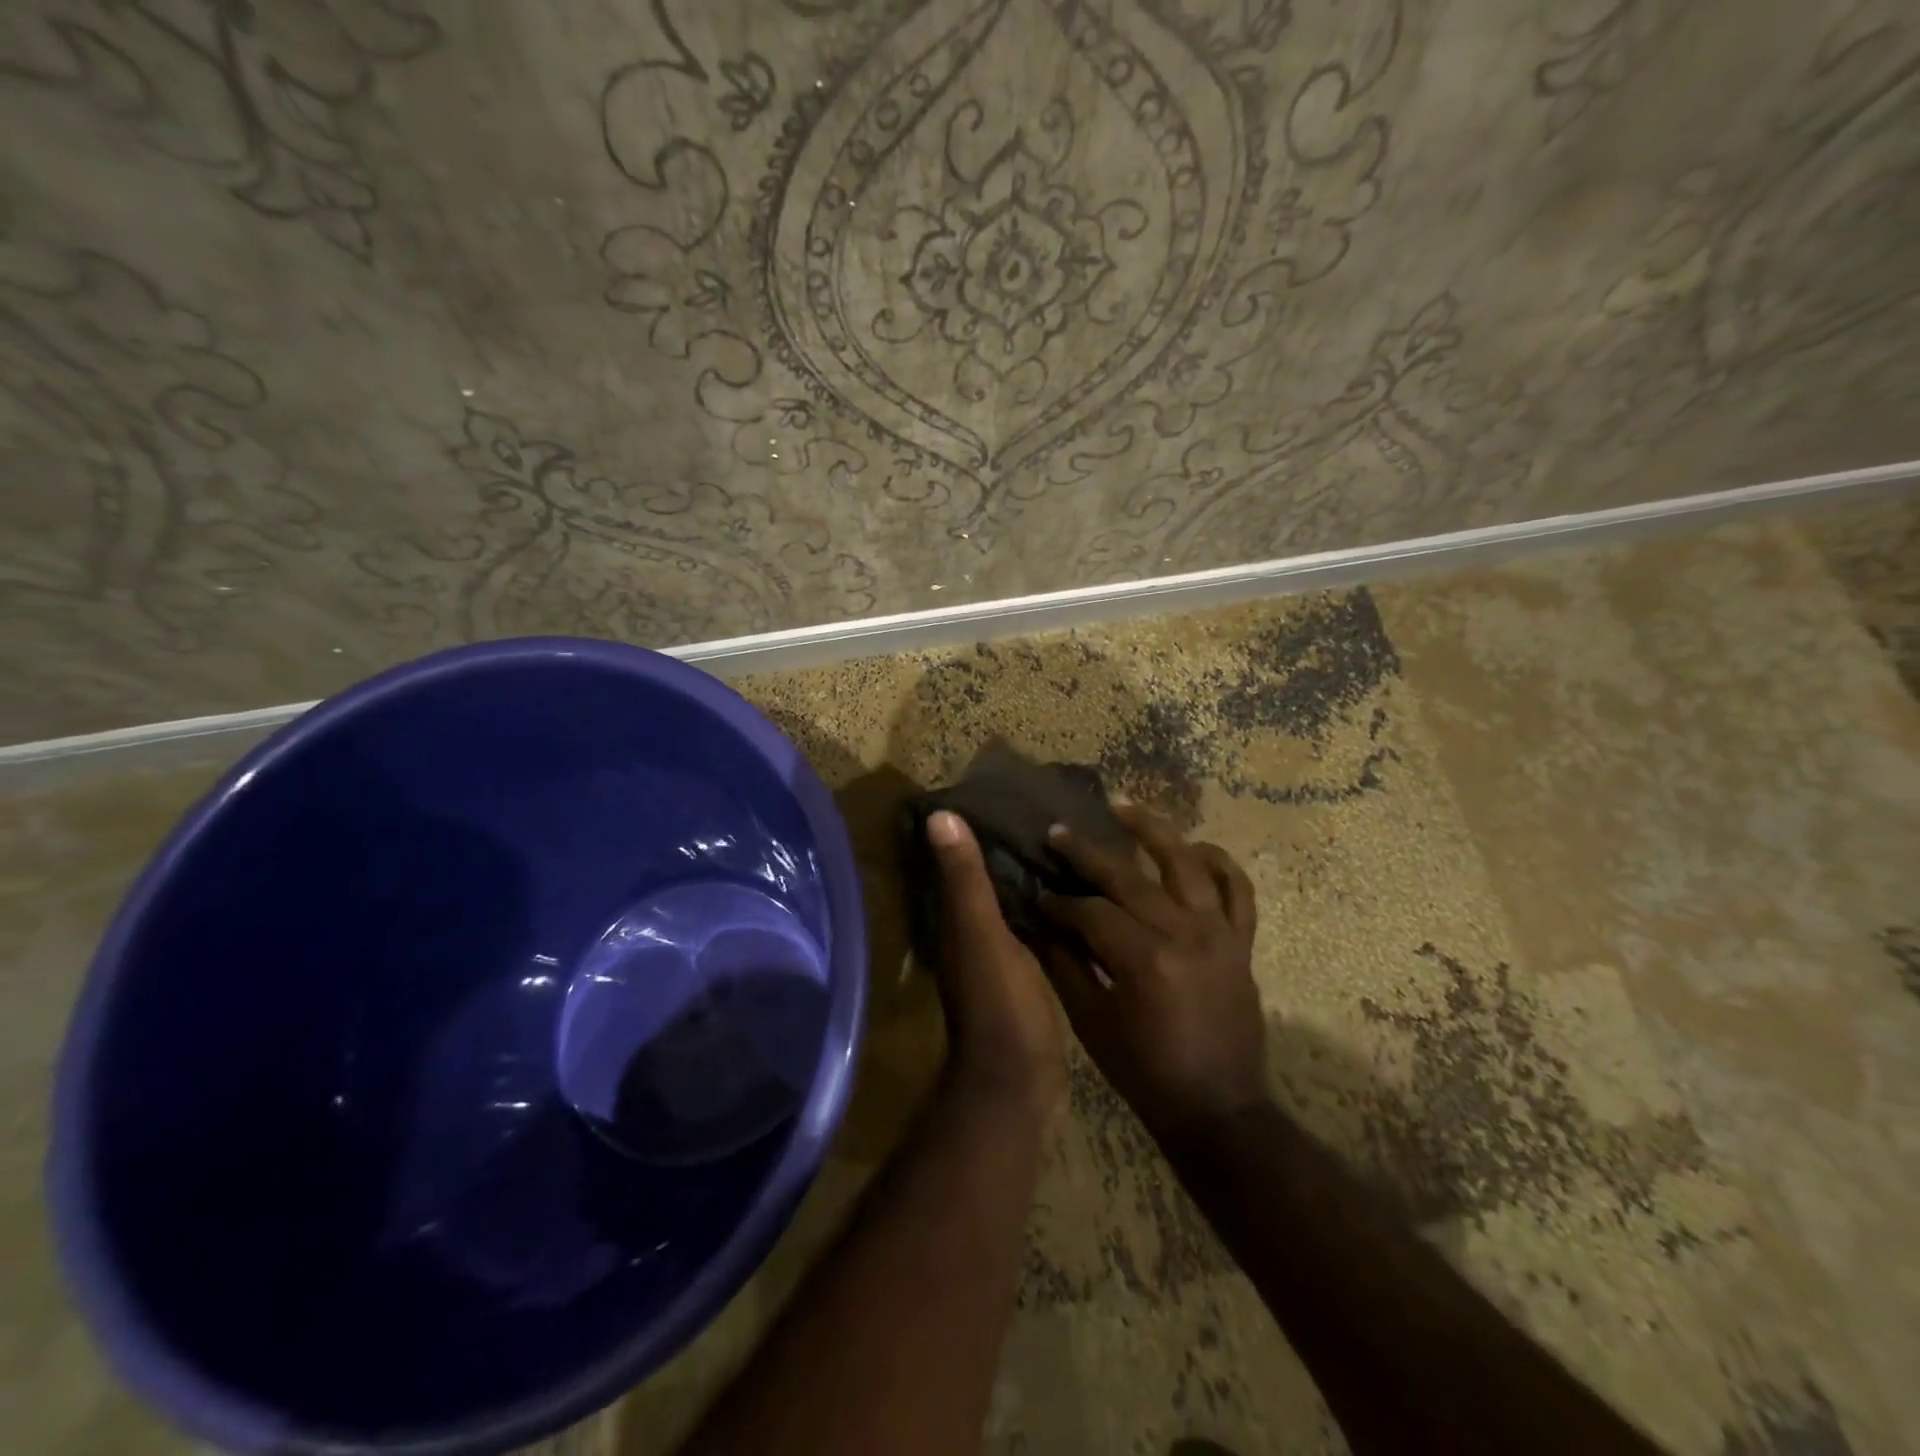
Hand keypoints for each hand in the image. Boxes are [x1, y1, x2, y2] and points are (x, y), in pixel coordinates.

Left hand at [925, 811, 1068, 1113]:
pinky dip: (1045, 905)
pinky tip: (1074, 891)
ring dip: (1028, 875)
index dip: (974, 828)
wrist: (1018, 1080)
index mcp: (959, 919)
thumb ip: (965, 880)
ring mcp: (1000, 954)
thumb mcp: (982, 935)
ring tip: (1065, 841)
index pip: (960, 861)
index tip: (1001, 792)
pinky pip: (1033, 925)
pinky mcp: (1026, 972)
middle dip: (1008, 847)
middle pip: (988, 879)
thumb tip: (939, 815)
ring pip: (1012, 901)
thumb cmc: (999, 1003)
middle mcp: (974, 932)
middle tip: (1044, 811)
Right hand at [1040, 804, 1264, 1141]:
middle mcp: (1184, 933)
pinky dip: (1221, 863)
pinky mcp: (1241, 942)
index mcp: (1143, 959)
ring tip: (1123, 807)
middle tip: (1057, 833)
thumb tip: (1040, 921)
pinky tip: (1196, 846)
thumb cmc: (1145, 1072)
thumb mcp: (1092, 1023)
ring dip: (1153, 830)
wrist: (1218, 1110)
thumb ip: (1064, 965)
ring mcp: (1219, 933)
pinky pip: (1238, 890)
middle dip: (1087, 853)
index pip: (1090, 912)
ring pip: (1187, 863)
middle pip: (1129, 878)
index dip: (1059, 901)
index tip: (1037, 892)